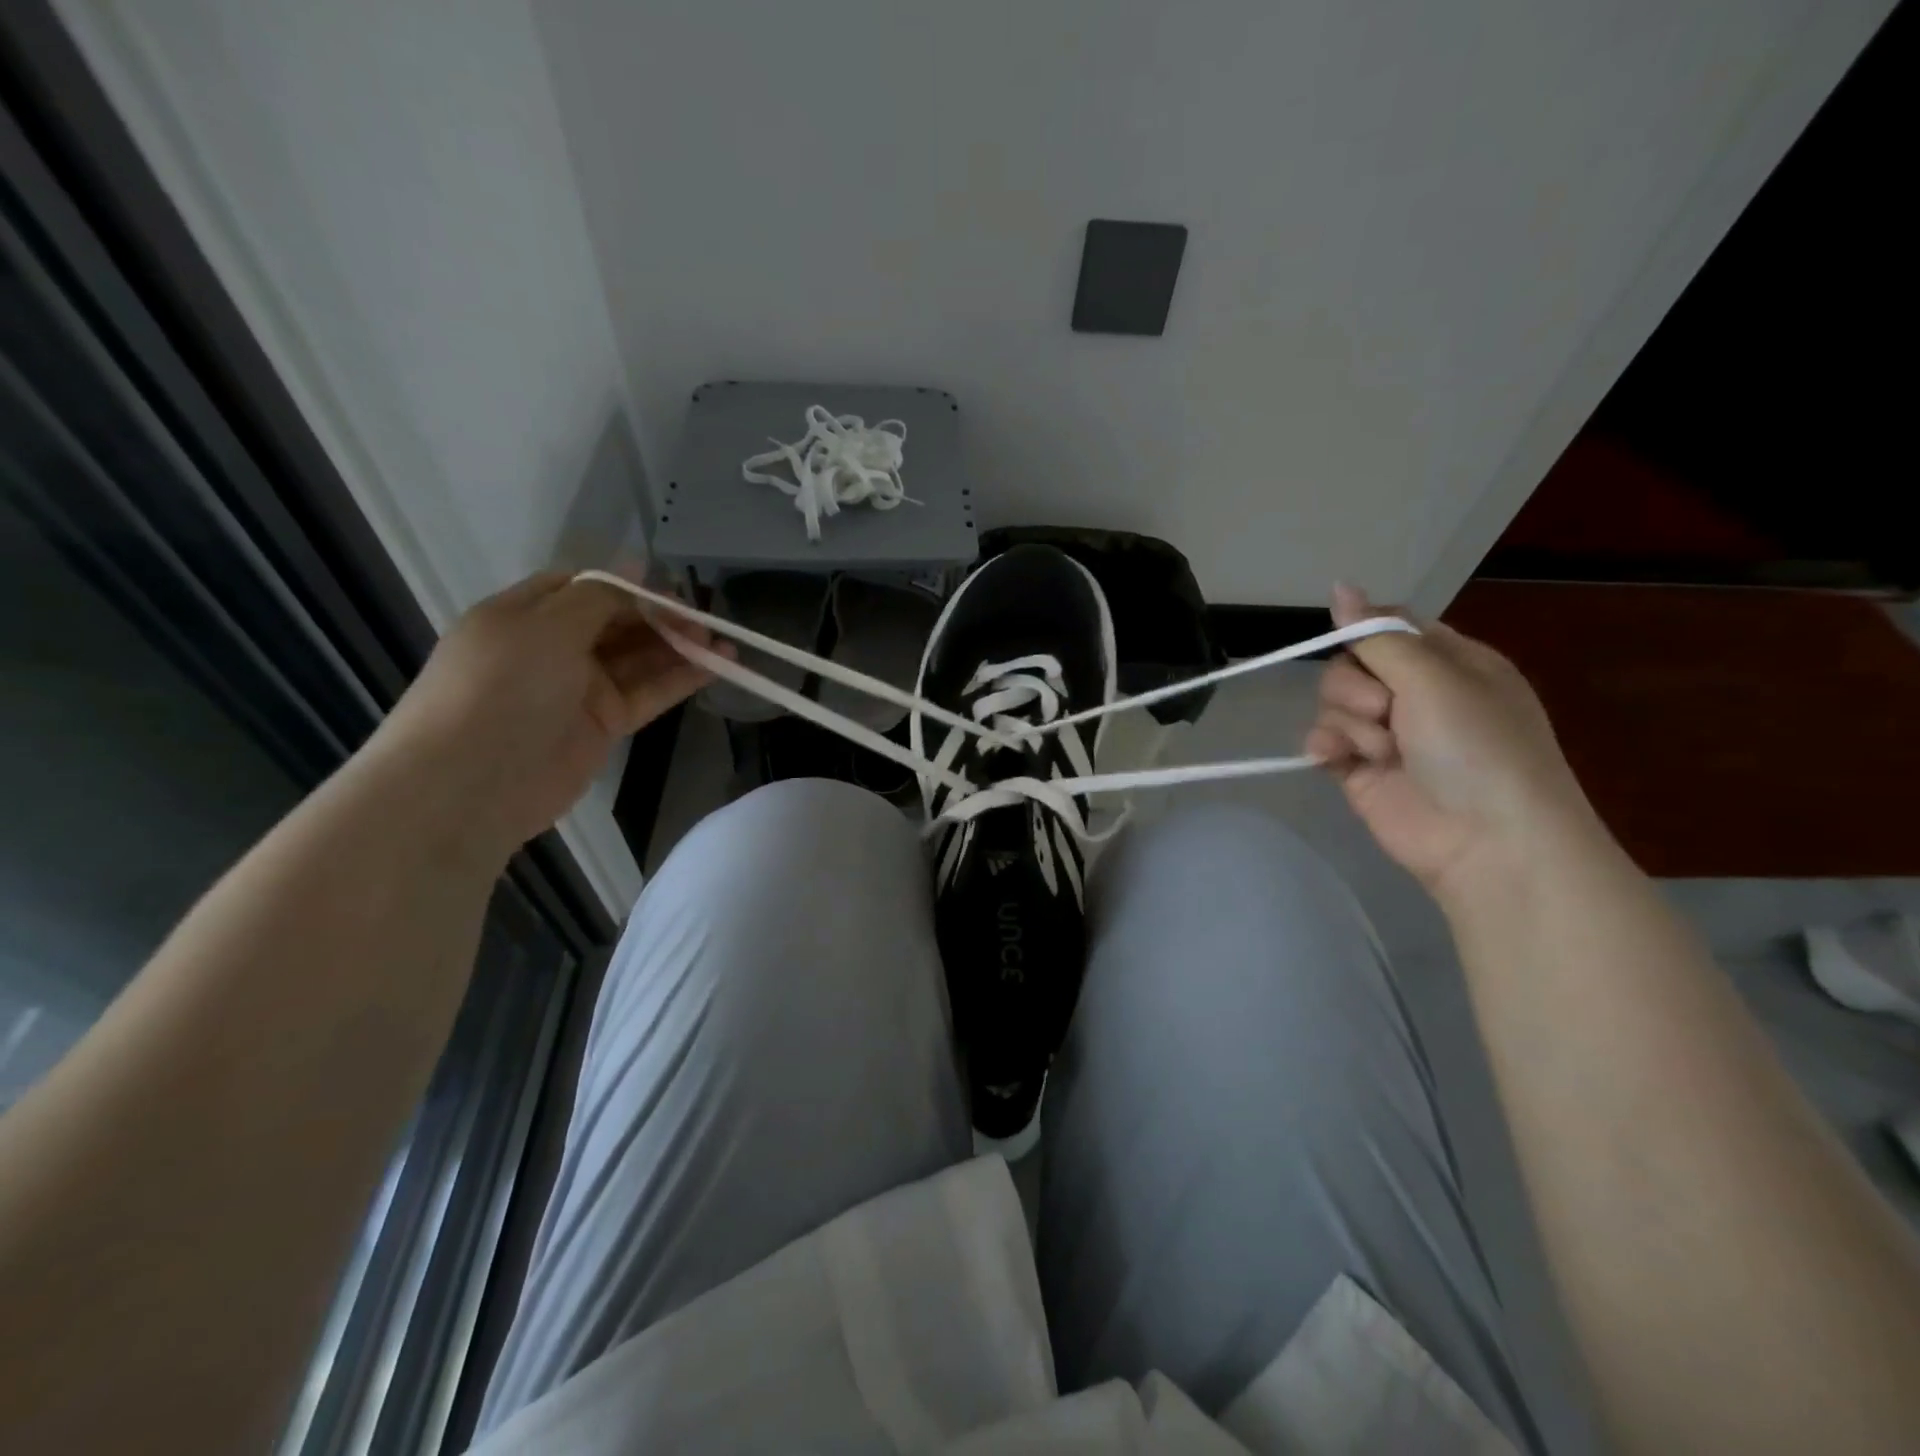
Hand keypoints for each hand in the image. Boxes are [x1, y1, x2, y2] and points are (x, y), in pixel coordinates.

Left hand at [371, 571, 722, 856]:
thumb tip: (635, 564)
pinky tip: (714, 667)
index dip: (630, 587)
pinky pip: (647, 693)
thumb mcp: (546, 625)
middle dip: (661, 618)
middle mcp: (553, 648)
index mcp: (527, 615)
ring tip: (722, 642)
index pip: (586, 589)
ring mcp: (580, 688)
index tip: (671, 592)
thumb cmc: (502, 687)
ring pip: (639, 659)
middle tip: (703, 621)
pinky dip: (679, 680)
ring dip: (680, 648)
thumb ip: (599, 596)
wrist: (473, 782)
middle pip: (618, 623)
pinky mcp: (604, 724)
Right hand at [1304, 583, 1597, 900]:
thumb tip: (1339, 586)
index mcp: (1449, 663)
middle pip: (1351, 664)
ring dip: (1348, 722)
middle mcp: (1416, 694)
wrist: (1486, 841)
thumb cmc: (1476, 747)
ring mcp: (1386, 734)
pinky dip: (1325, 746)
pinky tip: (1336, 760)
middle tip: (1385, 710)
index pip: (1389, 628)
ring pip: (1333, 702)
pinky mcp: (1359, 768)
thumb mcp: (1434, 678)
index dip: (1366, 633)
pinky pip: (1323, 739)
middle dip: (1357, 686)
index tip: (1361, 649)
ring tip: (1378, 750)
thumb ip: (1377, 635)